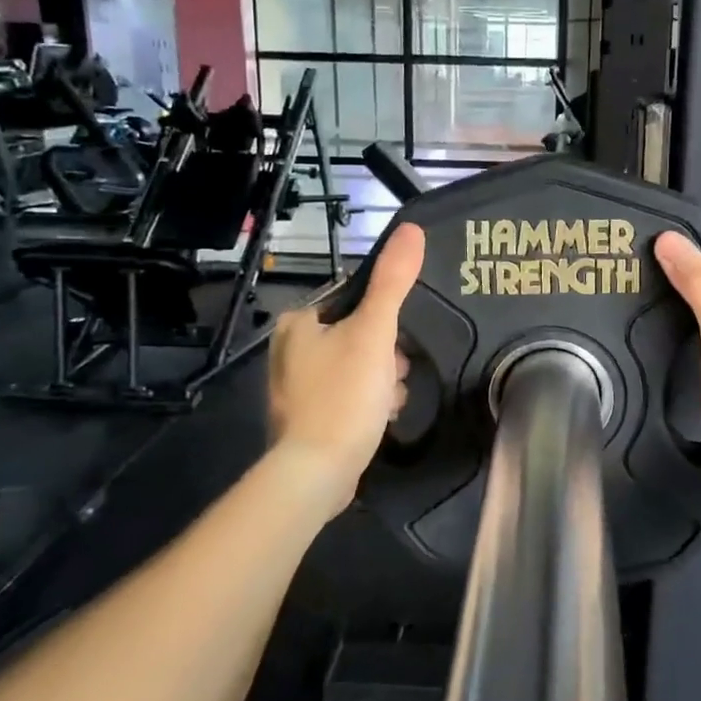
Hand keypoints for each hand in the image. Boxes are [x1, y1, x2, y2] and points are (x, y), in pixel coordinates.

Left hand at [267, 223, 425, 513]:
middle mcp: (289, 350)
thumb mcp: (375, 332)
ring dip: (383, 381)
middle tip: (394, 375)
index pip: (355, 301)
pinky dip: (368, 403)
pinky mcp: (308, 417)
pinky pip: (350, 395)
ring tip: (388, 401)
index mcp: (298, 323)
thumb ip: (393, 281)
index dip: (385, 319)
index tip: (398, 342)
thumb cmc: (344, 394)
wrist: (318, 472)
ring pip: (359, 367)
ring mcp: (296, 387)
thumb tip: (411, 228)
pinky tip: (379, 418)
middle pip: (360, 335)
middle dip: (387, 356)